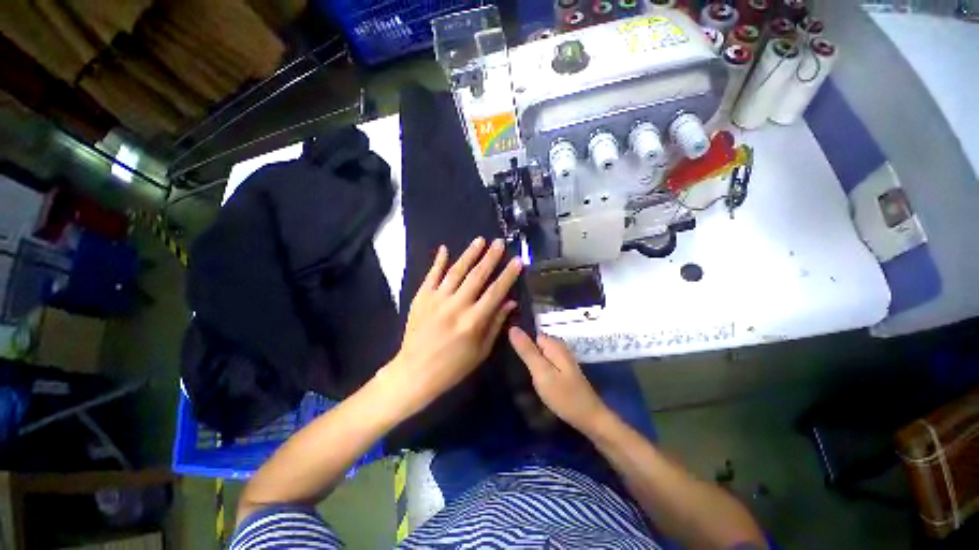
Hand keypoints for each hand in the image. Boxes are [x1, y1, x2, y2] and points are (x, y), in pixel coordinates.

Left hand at [381, 237, 522, 417]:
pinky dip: (438, 262)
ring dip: (469, 254)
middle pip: (477, 276)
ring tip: (480, 240)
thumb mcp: (481, 351)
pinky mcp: (420, 298)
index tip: (518, 261)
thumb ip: (495, 324)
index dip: (508, 275)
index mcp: (474, 321)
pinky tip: (445, 249)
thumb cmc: (453, 367)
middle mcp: (456, 306)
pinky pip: (431, 276)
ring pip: (455, 271)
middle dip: (490, 258)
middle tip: (500, 243)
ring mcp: (436, 300)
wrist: (417, 370)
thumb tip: (510, 302)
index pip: (496, 292)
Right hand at [509, 327, 609, 433]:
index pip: (534, 334)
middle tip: (507, 362)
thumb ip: (528, 352)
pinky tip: (531, 380)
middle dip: (525, 351)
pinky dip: (539, 371)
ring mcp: (565, 364)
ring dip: (531, 362)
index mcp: (556, 347)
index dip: (521, 341)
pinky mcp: (565, 376)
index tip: (505, 350)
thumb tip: (513, 328)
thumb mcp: (542, 373)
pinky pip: (548, 366)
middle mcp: (562, 351)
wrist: (588, 417)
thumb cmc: (564, 396)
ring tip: (514, 371)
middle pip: (539, 344)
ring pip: (543, 356)